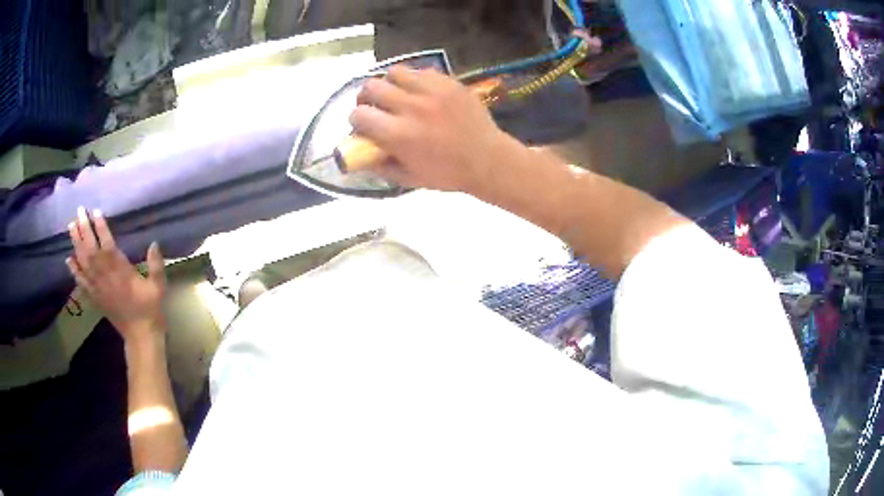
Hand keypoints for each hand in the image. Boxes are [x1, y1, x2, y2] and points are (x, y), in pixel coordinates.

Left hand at [67, 207, 165, 340]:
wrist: (140, 336)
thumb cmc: (150, 309)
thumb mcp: (157, 287)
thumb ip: (156, 265)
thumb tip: (154, 243)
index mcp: (120, 271)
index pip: (107, 244)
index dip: (101, 227)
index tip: (96, 211)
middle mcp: (105, 276)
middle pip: (91, 249)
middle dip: (84, 229)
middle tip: (79, 211)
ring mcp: (98, 288)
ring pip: (83, 262)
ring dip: (76, 244)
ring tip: (71, 226)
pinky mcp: (95, 298)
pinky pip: (81, 282)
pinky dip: (74, 270)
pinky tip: (68, 259)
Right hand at [349, 66, 505, 192]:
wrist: (488, 159)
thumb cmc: (448, 174)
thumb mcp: (410, 178)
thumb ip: (381, 167)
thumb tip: (361, 156)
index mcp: (398, 134)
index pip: (359, 114)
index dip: (355, 119)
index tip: (362, 124)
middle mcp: (410, 107)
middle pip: (371, 87)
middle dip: (366, 97)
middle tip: (375, 106)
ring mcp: (431, 91)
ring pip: (394, 72)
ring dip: (389, 83)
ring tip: (397, 94)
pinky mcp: (448, 82)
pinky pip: (420, 71)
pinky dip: (414, 80)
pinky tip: (420, 92)